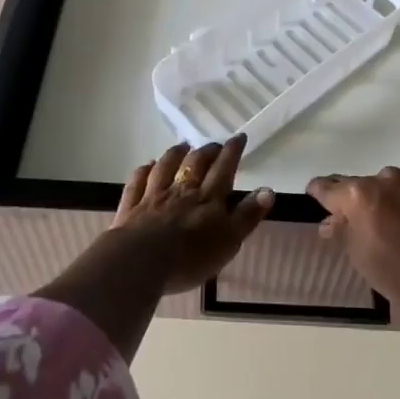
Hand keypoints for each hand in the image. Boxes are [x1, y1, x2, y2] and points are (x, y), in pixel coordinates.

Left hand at [111, 137, 272, 294]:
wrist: (141, 262)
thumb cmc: (190, 256)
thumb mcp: (229, 240)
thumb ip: (248, 215)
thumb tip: (268, 190)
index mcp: (208, 198)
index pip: (224, 168)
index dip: (232, 152)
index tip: (239, 137)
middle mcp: (182, 190)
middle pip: (195, 163)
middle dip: (207, 151)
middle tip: (214, 145)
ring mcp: (154, 196)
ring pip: (166, 166)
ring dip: (175, 153)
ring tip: (183, 146)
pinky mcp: (131, 207)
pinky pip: (138, 182)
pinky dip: (144, 171)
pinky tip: (146, 165)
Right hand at [307, 167, 399, 310]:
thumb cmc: (395, 273)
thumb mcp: (359, 255)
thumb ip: (342, 231)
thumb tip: (329, 222)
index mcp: (359, 195)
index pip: (329, 188)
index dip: (318, 191)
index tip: (313, 192)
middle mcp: (385, 180)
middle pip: (360, 185)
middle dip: (354, 199)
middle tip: (351, 216)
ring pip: (388, 187)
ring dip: (383, 200)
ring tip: (386, 223)